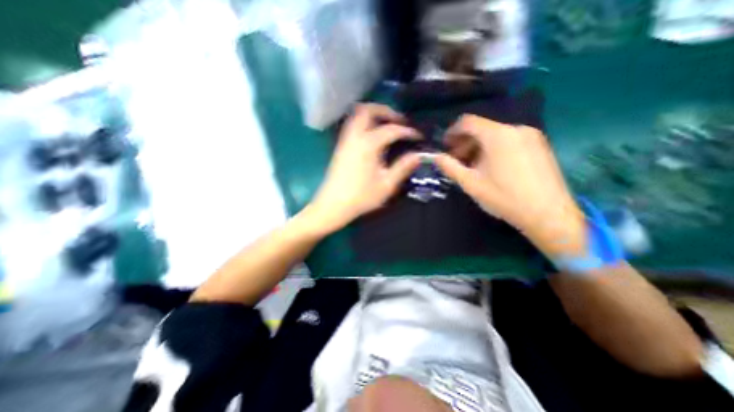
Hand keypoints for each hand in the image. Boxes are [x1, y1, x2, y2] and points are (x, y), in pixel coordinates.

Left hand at [308, 103, 423, 234]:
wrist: (333, 205)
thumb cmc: (361, 197)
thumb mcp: (387, 185)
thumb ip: (403, 167)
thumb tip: (418, 155)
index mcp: (368, 144)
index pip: (392, 130)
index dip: (407, 131)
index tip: (418, 136)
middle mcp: (355, 136)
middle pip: (368, 110)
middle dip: (386, 111)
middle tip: (399, 121)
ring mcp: (345, 140)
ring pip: (357, 115)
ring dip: (373, 115)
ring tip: (387, 125)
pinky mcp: (340, 147)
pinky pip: (352, 125)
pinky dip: (364, 123)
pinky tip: (373, 136)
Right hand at [435, 116, 586, 254]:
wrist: (549, 214)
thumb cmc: (504, 197)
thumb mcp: (471, 183)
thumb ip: (450, 167)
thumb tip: (434, 157)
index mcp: (498, 135)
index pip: (468, 122)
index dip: (452, 131)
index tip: (445, 145)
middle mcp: (516, 129)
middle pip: (482, 128)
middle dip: (464, 142)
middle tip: (456, 160)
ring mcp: (531, 136)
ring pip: (496, 135)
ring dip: (478, 147)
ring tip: (473, 166)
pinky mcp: (540, 145)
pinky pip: (509, 140)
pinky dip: (494, 149)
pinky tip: (492, 167)